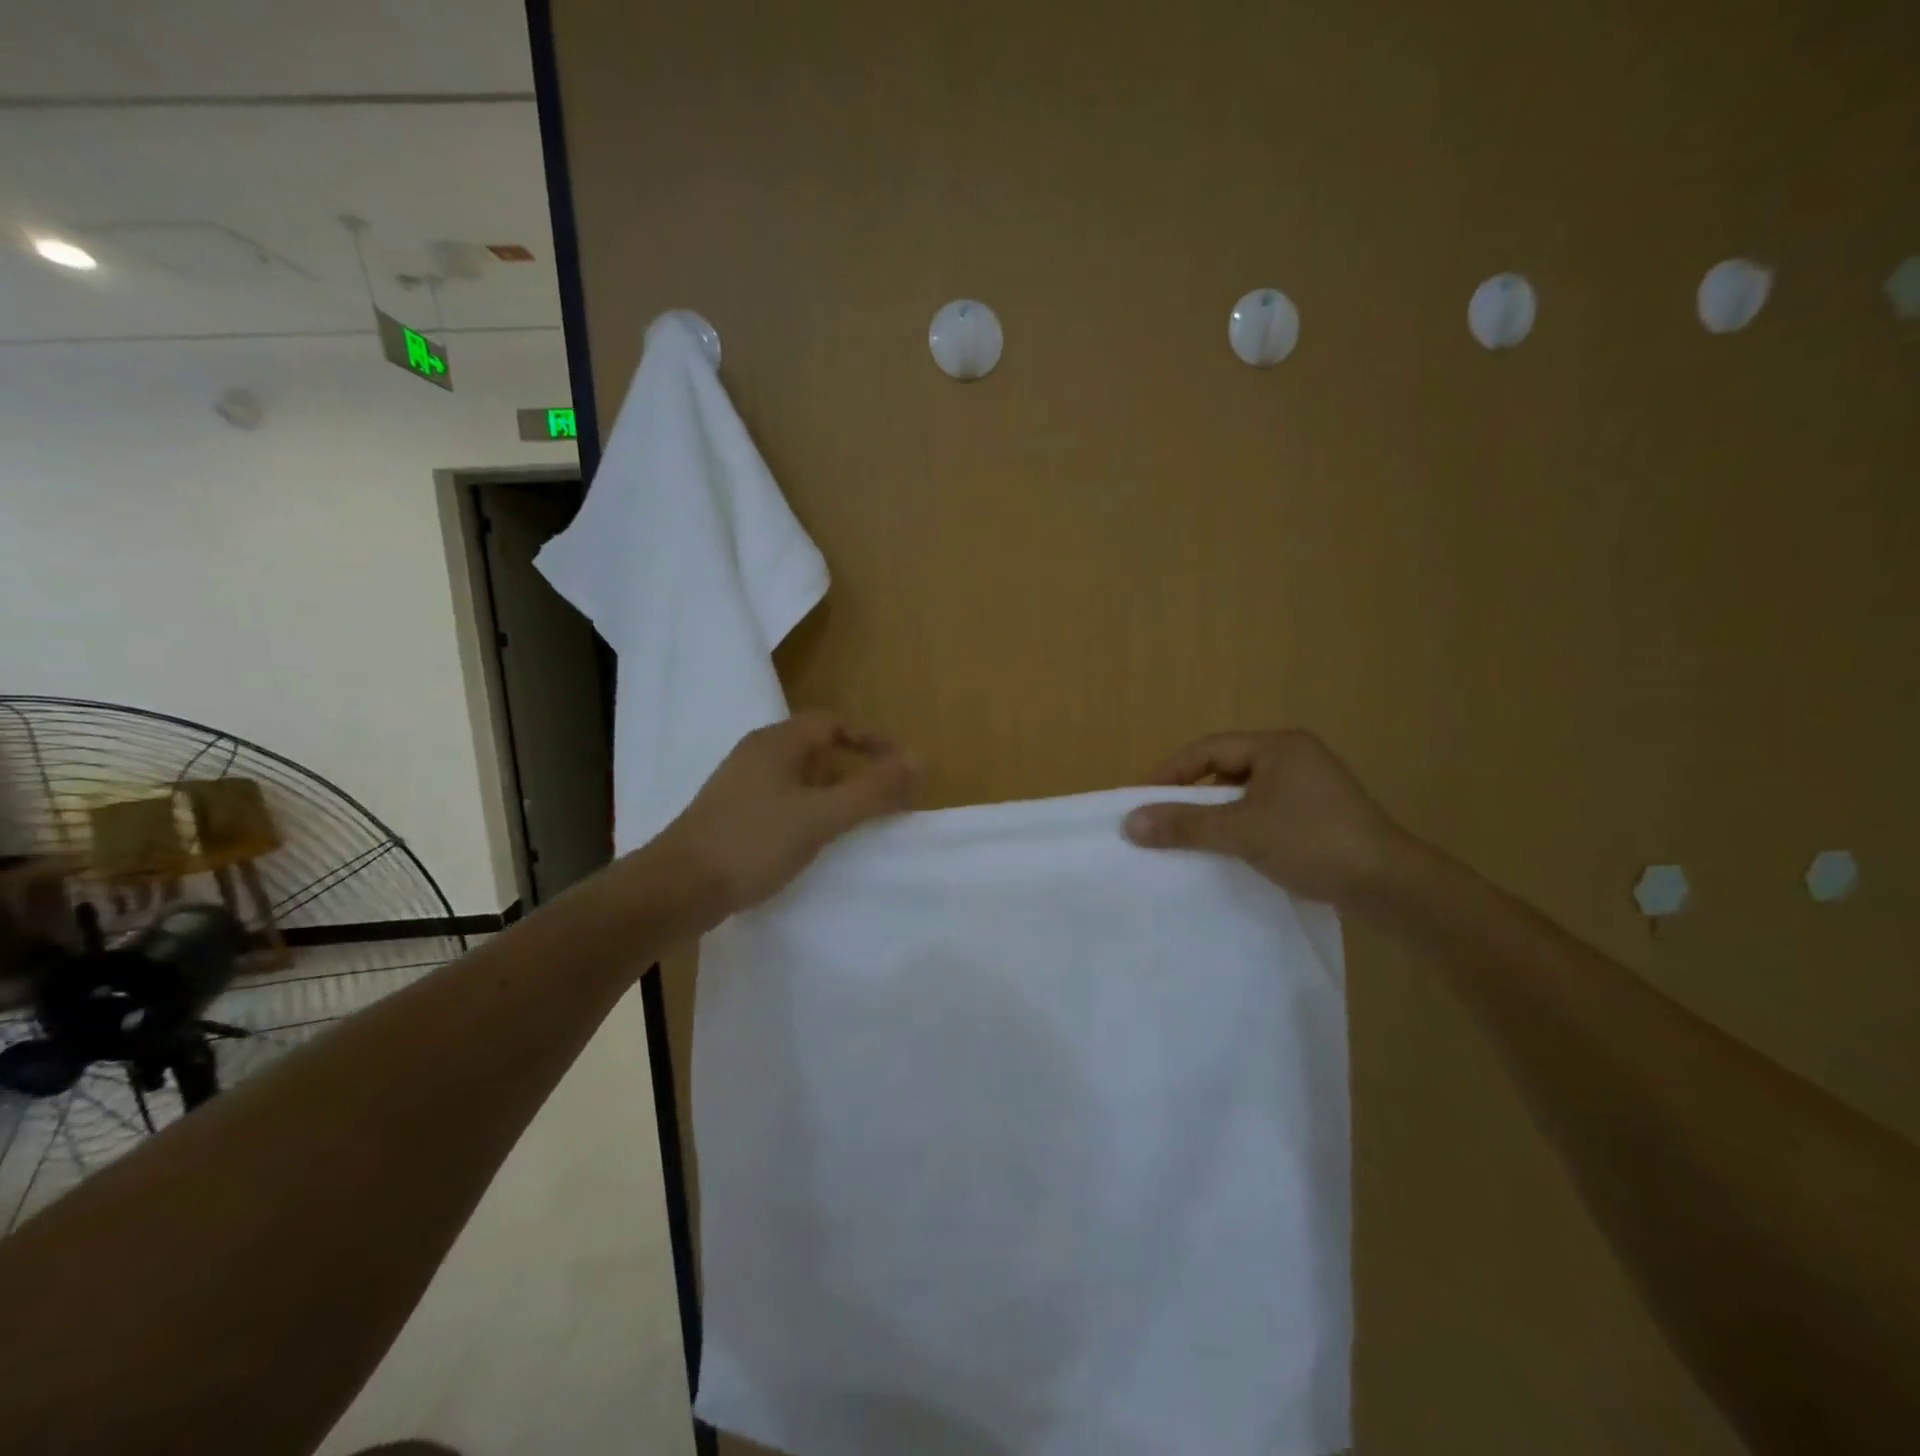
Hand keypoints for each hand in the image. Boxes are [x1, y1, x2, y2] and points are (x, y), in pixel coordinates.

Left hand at [664, 711, 922, 914]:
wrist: (676, 889)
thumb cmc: (753, 843)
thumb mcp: (822, 816)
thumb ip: (873, 790)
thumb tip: (921, 760)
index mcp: (777, 743)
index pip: (833, 723)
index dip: (871, 741)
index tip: (900, 767)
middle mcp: (757, 755)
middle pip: (816, 749)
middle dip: (855, 769)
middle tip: (884, 797)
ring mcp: (739, 785)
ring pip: (799, 777)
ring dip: (832, 792)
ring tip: (856, 822)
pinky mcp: (730, 814)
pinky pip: (782, 800)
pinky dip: (808, 811)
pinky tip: (813, 841)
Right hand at [1122, 729, 1416, 905]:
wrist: (1392, 887)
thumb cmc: (1313, 843)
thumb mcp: (1241, 831)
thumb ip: (1185, 824)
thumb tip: (1129, 823)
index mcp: (1278, 747)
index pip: (1208, 750)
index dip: (1170, 772)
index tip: (1139, 798)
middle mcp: (1294, 758)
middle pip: (1225, 769)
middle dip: (1190, 794)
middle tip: (1158, 818)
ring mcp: (1309, 788)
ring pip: (1244, 794)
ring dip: (1214, 814)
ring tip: (1185, 837)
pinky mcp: (1318, 817)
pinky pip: (1263, 813)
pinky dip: (1238, 827)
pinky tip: (1226, 851)